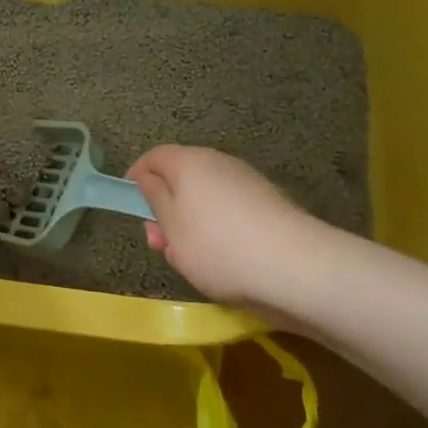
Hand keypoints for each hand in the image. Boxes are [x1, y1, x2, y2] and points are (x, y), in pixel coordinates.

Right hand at [126, 145, 327, 312]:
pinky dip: (216, 232)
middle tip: (158, 243)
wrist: (297, 270)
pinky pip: (229, 214)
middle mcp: (220, 164)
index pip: (154, 157)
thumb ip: (153, 197)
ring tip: (188, 260)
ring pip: (205, 200)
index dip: (137, 177)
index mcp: (190, 162)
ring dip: (189, 225)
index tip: (130, 204)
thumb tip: (148, 177)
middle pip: (181, 179)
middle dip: (164, 209)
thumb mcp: (170, 225)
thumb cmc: (217, 246)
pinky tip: (219, 264)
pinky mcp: (268, 208)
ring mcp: (248, 185)